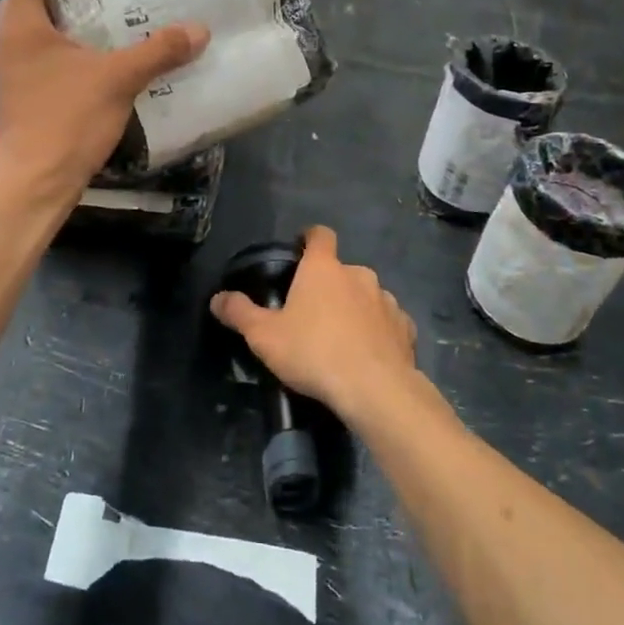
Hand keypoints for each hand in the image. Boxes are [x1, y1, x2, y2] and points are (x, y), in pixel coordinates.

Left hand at [0, 0, 208, 203]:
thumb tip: (199, 30)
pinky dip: (74, 37)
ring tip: (113, 1)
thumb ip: (158, 51)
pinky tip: (107, 51)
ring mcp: (17, 66)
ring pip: (40, 19)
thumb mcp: (117, 80)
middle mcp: (12, 37)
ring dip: (70, 3)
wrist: (33, 185)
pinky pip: (49, 47)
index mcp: (23, 22)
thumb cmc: (65, 122)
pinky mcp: (28, 90)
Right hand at [210, 226, 418, 422]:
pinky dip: (378, 332)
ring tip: (341, 339)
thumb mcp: (264, 336)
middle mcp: (358, 275)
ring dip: (355, 308)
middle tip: (312, 314)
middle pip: (341, 270)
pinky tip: (368, 354)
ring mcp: (386, 300)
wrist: (374, 389)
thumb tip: (218, 298)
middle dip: (328, 286)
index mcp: (323, 268)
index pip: (319, 235)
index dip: (309, 238)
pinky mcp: (405, 327)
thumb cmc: (313, 353)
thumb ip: (239, 313)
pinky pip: (387, 322)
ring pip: (366, 296)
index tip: (300, 250)